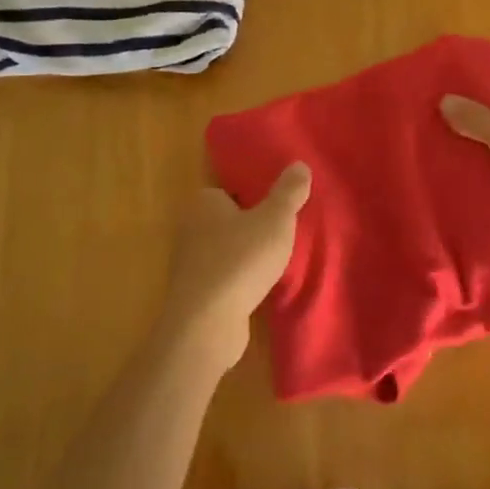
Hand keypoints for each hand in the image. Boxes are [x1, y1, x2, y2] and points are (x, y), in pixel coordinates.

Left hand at [162, 163, 311, 372]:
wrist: (206, 324)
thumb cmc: (240, 260)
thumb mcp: (275, 220)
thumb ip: (289, 192)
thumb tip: (300, 164)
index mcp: (204, 202)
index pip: (230, 190)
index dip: (254, 197)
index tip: (277, 209)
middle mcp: (190, 227)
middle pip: (228, 220)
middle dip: (251, 228)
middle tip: (282, 235)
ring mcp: (189, 263)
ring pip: (226, 250)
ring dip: (246, 257)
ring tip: (275, 263)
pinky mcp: (195, 293)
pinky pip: (223, 277)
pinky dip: (239, 281)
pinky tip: (259, 289)